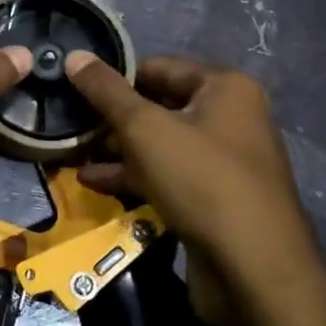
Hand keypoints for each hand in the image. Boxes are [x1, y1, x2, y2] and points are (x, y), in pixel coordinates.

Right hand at [65, 54, 325, 325]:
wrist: (254, 270)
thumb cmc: (201, 180)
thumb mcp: (145, 128)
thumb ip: (106, 91)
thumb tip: (73, 56)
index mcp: (225, 88)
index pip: (158, 68)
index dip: (115, 77)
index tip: (74, 89)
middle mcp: (230, 117)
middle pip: (159, 107)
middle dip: (113, 119)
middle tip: (70, 125)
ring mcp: (224, 161)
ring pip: (160, 145)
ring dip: (117, 151)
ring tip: (73, 155)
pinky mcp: (215, 199)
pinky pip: (168, 176)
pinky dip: (135, 177)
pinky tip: (95, 184)